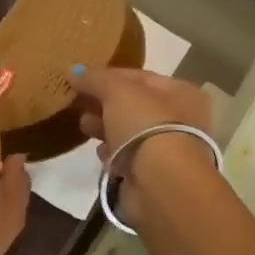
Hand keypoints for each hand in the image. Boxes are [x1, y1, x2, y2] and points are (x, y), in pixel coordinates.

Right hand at [72, 67, 216, 227]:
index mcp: (181, 92)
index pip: (139, 76)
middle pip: (132, 105)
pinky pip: (127, 157)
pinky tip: (101, 153)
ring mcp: (167, 148)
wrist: (160, 183)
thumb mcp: (117, 91)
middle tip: (78, 104)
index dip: (108, 76)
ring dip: (104, 128)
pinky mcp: (152, 174)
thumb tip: (72, 71)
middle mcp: (180, 118)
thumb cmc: (146, 125)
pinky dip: (112, 154)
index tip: (80, 80)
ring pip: (128, 132)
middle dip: (103, 104)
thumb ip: (95, 78)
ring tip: (84, 127)